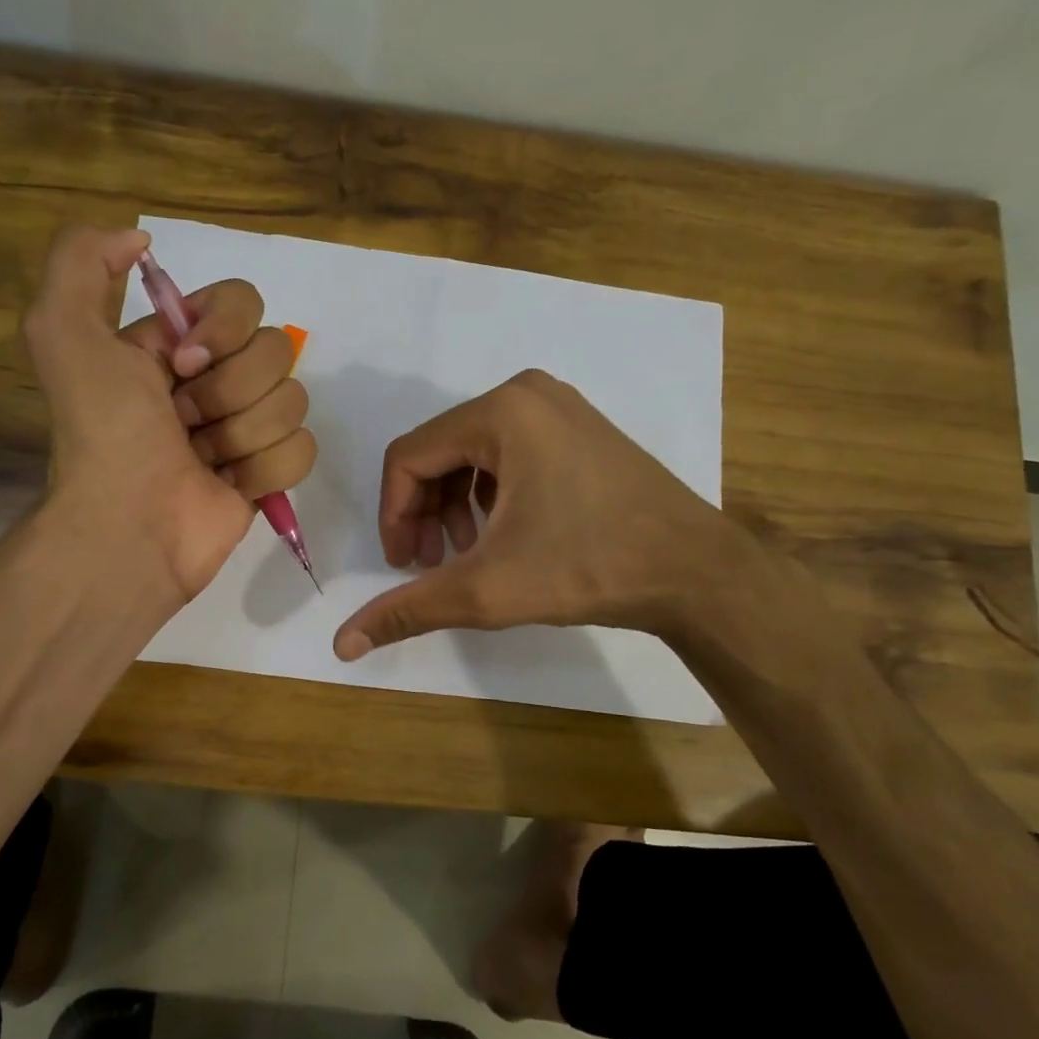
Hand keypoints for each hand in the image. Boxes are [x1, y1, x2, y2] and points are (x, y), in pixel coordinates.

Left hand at [24, 226, 315, 604]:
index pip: (243, 301)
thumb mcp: (62, 332)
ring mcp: (245, 428)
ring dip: (242, 433)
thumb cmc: (104, 432)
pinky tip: (230, 485)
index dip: (224, 329)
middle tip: (184, 421)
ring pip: (292, 400)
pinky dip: (265, 468)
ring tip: (202, 459)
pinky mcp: (268, 473)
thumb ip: (82, 260)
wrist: (129, 525)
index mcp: (177, 344)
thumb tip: (140, 240)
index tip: (183, 364)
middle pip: (276, 350)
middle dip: (229, 390)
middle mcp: (215, 379)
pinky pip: (303, 448)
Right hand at [333, 369, 760, 658]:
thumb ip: (409, 610)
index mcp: (500, 412)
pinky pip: (508, 453)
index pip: (408, 457)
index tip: (403, 564)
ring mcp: (558, 407)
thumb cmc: (588, 567)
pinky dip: (490, 494)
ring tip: (466, 555)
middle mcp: (525, 394)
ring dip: (455, 506)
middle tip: (430, 564)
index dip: (393, 514)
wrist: (695, 571)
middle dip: (425, 512)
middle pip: (439, 452)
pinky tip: (502, 535)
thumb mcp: (487, 590)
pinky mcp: (578, 427)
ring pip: (472, 454)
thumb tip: (343, 644)